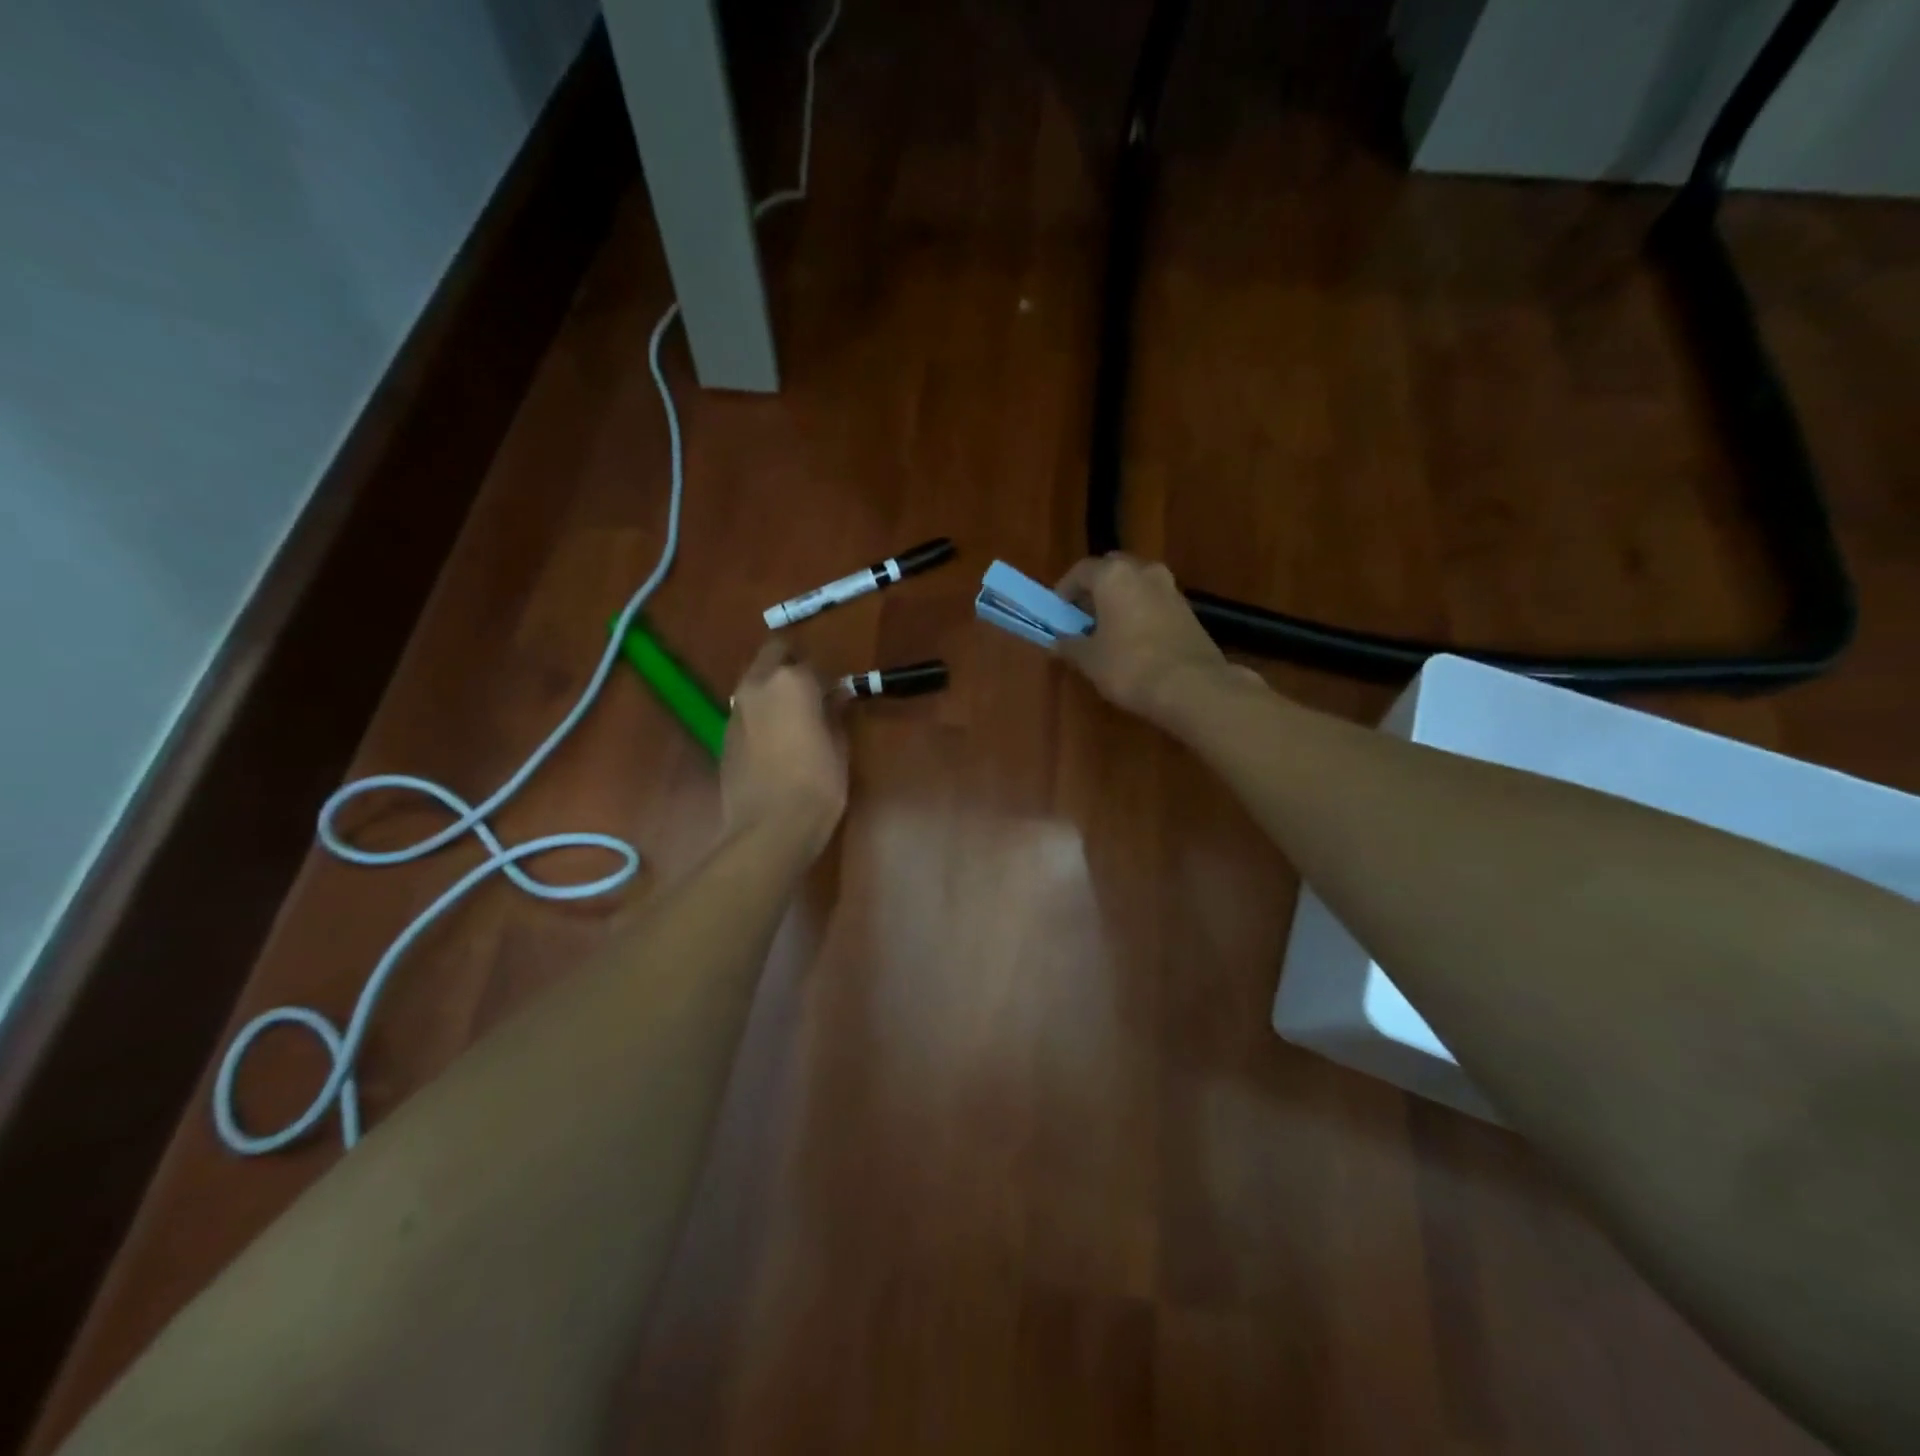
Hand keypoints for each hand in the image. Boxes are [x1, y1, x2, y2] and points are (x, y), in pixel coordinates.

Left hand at [721, 640, 847, 857]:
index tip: (838, 696)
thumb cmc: (817, 785)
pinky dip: (761, 715)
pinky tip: (776, 743)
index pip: (813, 664)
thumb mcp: (839, 747)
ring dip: (773, 690)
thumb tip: (835, 698)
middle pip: (773, 655)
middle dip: (792, 665)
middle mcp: (757, 686)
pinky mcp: (724, 735)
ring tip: (794, 718)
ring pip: (755, 682)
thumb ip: (835, 714)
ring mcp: (736, 710)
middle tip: (812, 692)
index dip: (828, 679)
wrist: (769, 828)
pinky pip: (747, 711)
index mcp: (791, 682)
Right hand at [1054, 554, 1254, 721]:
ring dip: (1120, 602)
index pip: (1081, 571)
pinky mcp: (1189, 611)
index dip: (1065, 590)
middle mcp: (1145, 572)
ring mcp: (1171, 589)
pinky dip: (1140, 614)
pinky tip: (1134, 642)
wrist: (1192, 687)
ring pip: (1137, 586)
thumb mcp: (1089, 660)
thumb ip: (1070, 645)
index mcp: (1114, 575)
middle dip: (1095, 591)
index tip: (1057, 612)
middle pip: (1112, 571)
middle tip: (1082, 617)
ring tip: (1108, 632)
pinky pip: (1155, 603)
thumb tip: (1057, 643)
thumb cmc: (1130, 667)